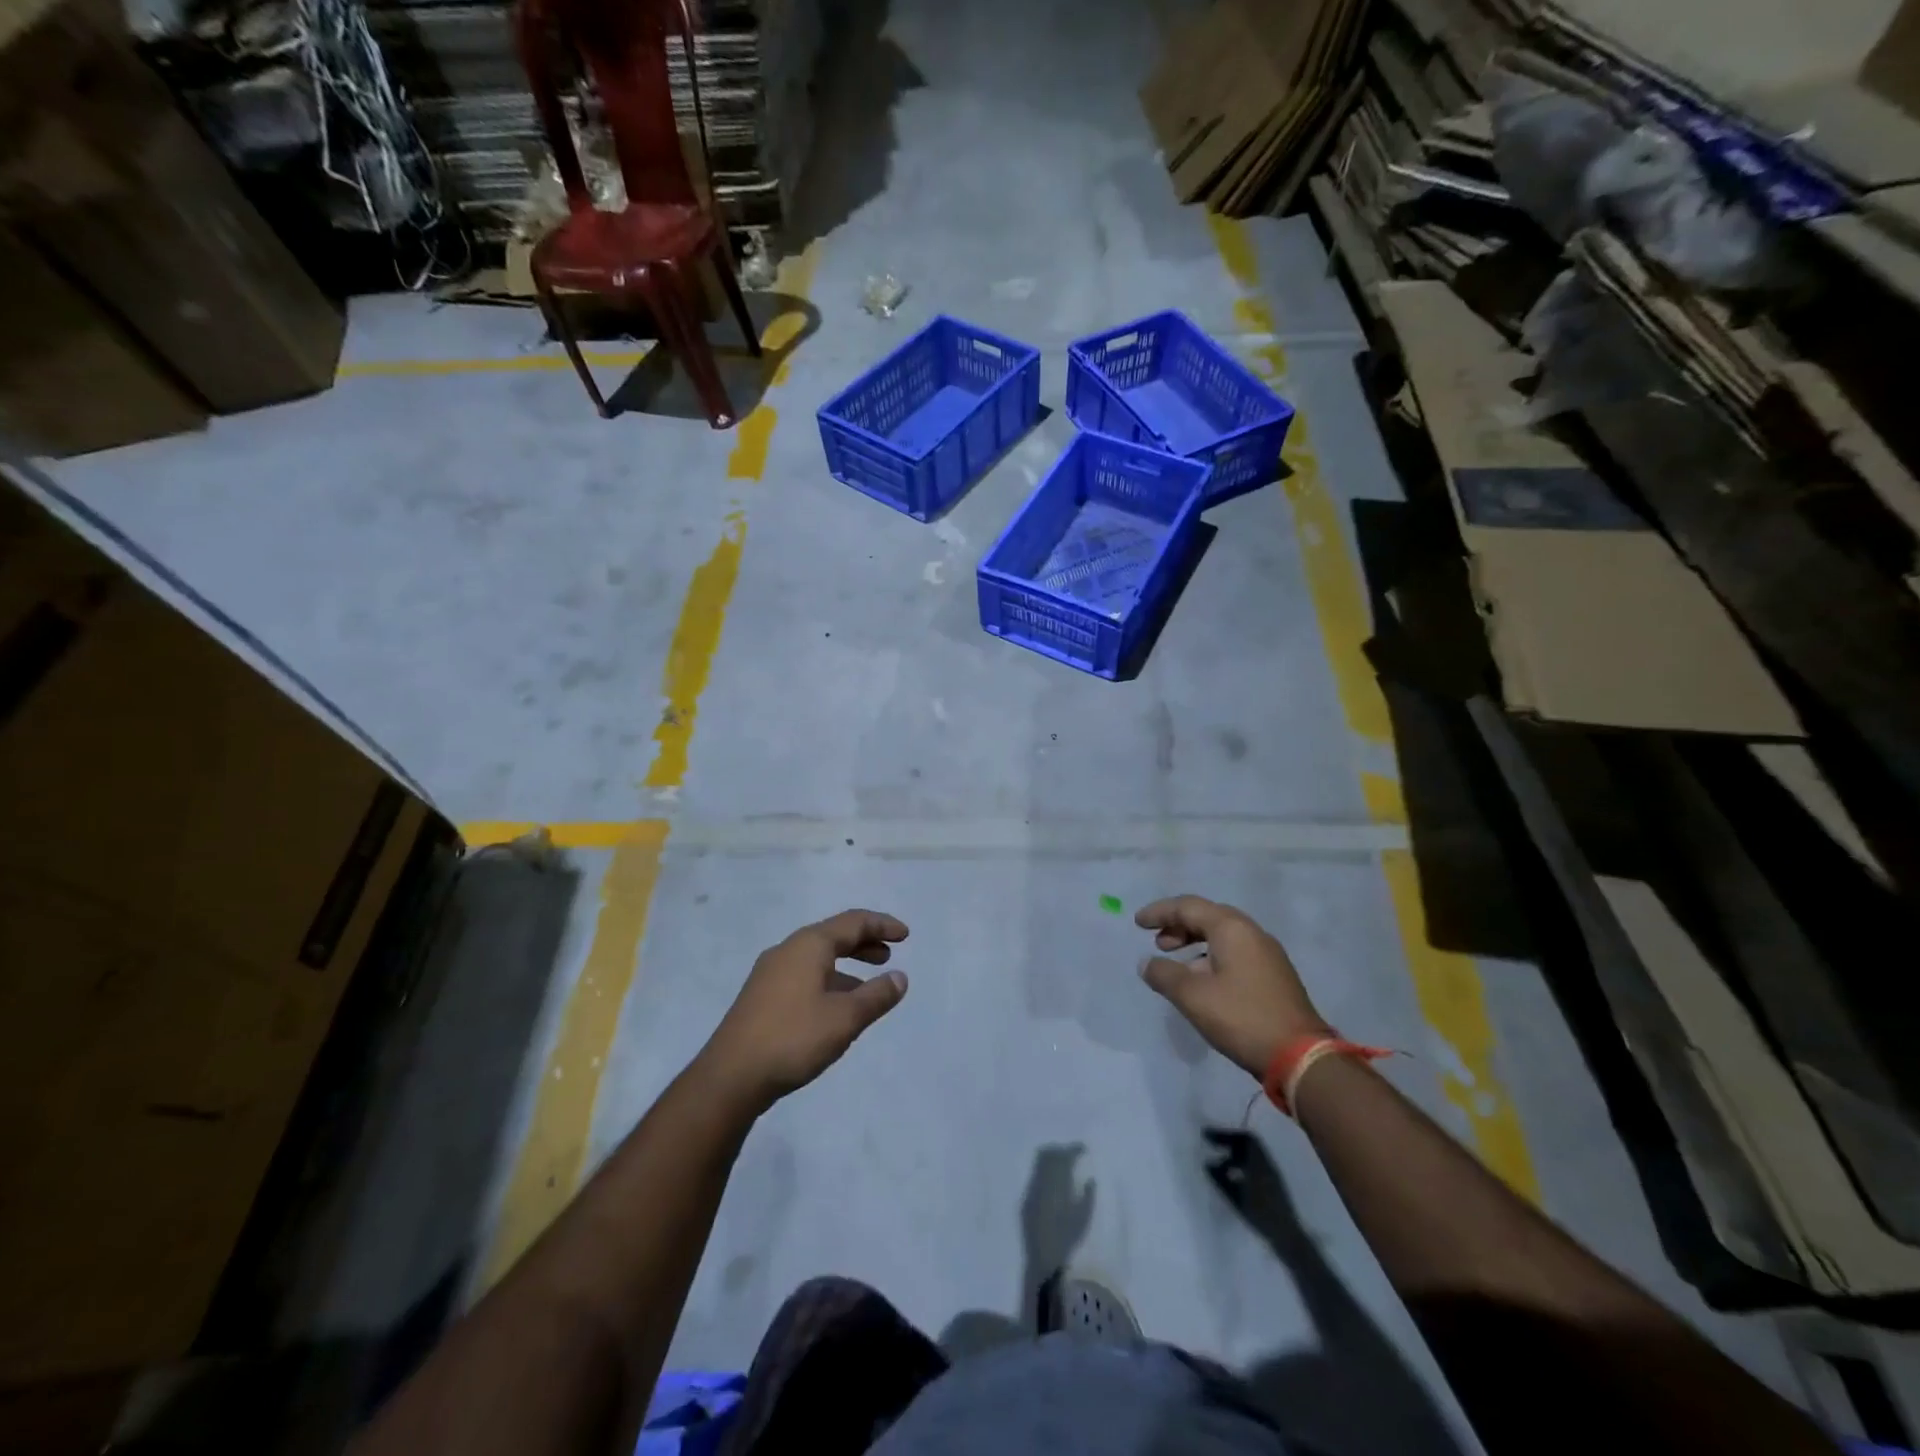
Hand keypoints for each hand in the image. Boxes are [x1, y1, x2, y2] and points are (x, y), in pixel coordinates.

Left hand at [699, 910, 909, 1111]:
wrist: (730, 1077)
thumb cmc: (793, 1038)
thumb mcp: (845, 1018)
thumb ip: (876, 996)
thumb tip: (900, 977)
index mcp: (809, 945)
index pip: (853, 922)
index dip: (882, 925)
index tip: (906, 935)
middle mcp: (788, 950)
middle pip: (833, 935)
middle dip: (864, 942)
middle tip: (889, 954)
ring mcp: (770, 973)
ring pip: (818, 958)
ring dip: (847, 964)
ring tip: (869, 985)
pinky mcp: (762, 996)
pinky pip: (805, 975)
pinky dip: (829, 980)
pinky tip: (836, 1007)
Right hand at [1135, 895, 1328, 1077]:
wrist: (1300, 1055)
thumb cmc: (1241, 1017)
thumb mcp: (1192, 996)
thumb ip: (1164, 975)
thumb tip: (1147, 964)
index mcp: (1232, 928)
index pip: (1188, 907)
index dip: (1160, 912)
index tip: (1137, 923)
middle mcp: (1252, 932)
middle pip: (1207, 916)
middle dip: (1178, 925)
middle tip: (1157, 942)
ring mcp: (1267, 954)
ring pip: (1223, 936)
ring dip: (1195, 942)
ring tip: (1176, 963)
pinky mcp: (1274, 975)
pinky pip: (1235, 952)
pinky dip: (1212, 956)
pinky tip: (1202, 980)